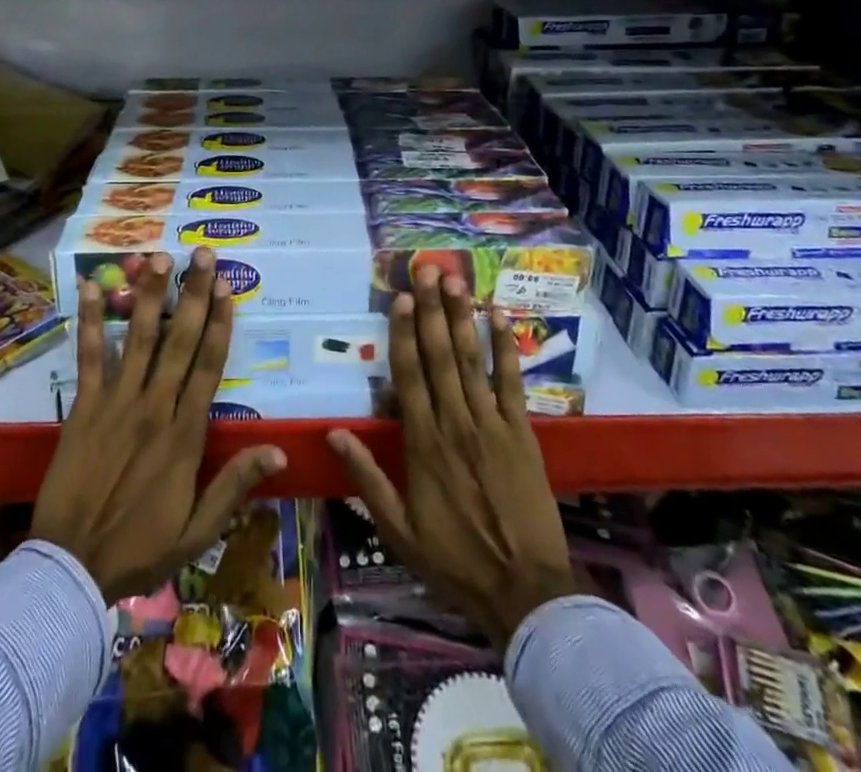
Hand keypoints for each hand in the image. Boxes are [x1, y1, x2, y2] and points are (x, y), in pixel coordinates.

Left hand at [32, 247, 285, 603]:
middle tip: (203, 254)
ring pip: (138, 338)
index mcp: (185, 434)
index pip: (209, 367)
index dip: (219, 324)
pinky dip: (88, 322)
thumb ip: (235, 486)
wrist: (72, 568)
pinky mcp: (83, 407)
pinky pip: (88, 357)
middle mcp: (154, 407)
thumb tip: (279, 450)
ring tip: (158, 256)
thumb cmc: (140, 549)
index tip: (227, 288)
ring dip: (149, 295)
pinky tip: (89, 287)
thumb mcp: (198, 529)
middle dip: (193, 294)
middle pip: (179, 340)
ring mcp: (116, 403)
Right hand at [329, 266, 581, 647]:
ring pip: (473, 360)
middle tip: (427, 269)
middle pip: (440, 356)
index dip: (402, 334)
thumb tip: (334, 433)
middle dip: (431, 310)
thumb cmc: (455, 560)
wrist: (526, 591)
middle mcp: (456, 423)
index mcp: (423, 444)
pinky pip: (513, 382)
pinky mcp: (522, 433)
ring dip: (463, 317)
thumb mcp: (399, 529)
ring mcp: (492, 424)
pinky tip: (501, 316)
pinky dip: (507, 347)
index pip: (408, 376)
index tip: (399, 297)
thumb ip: (367, 478)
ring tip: (455, 280)